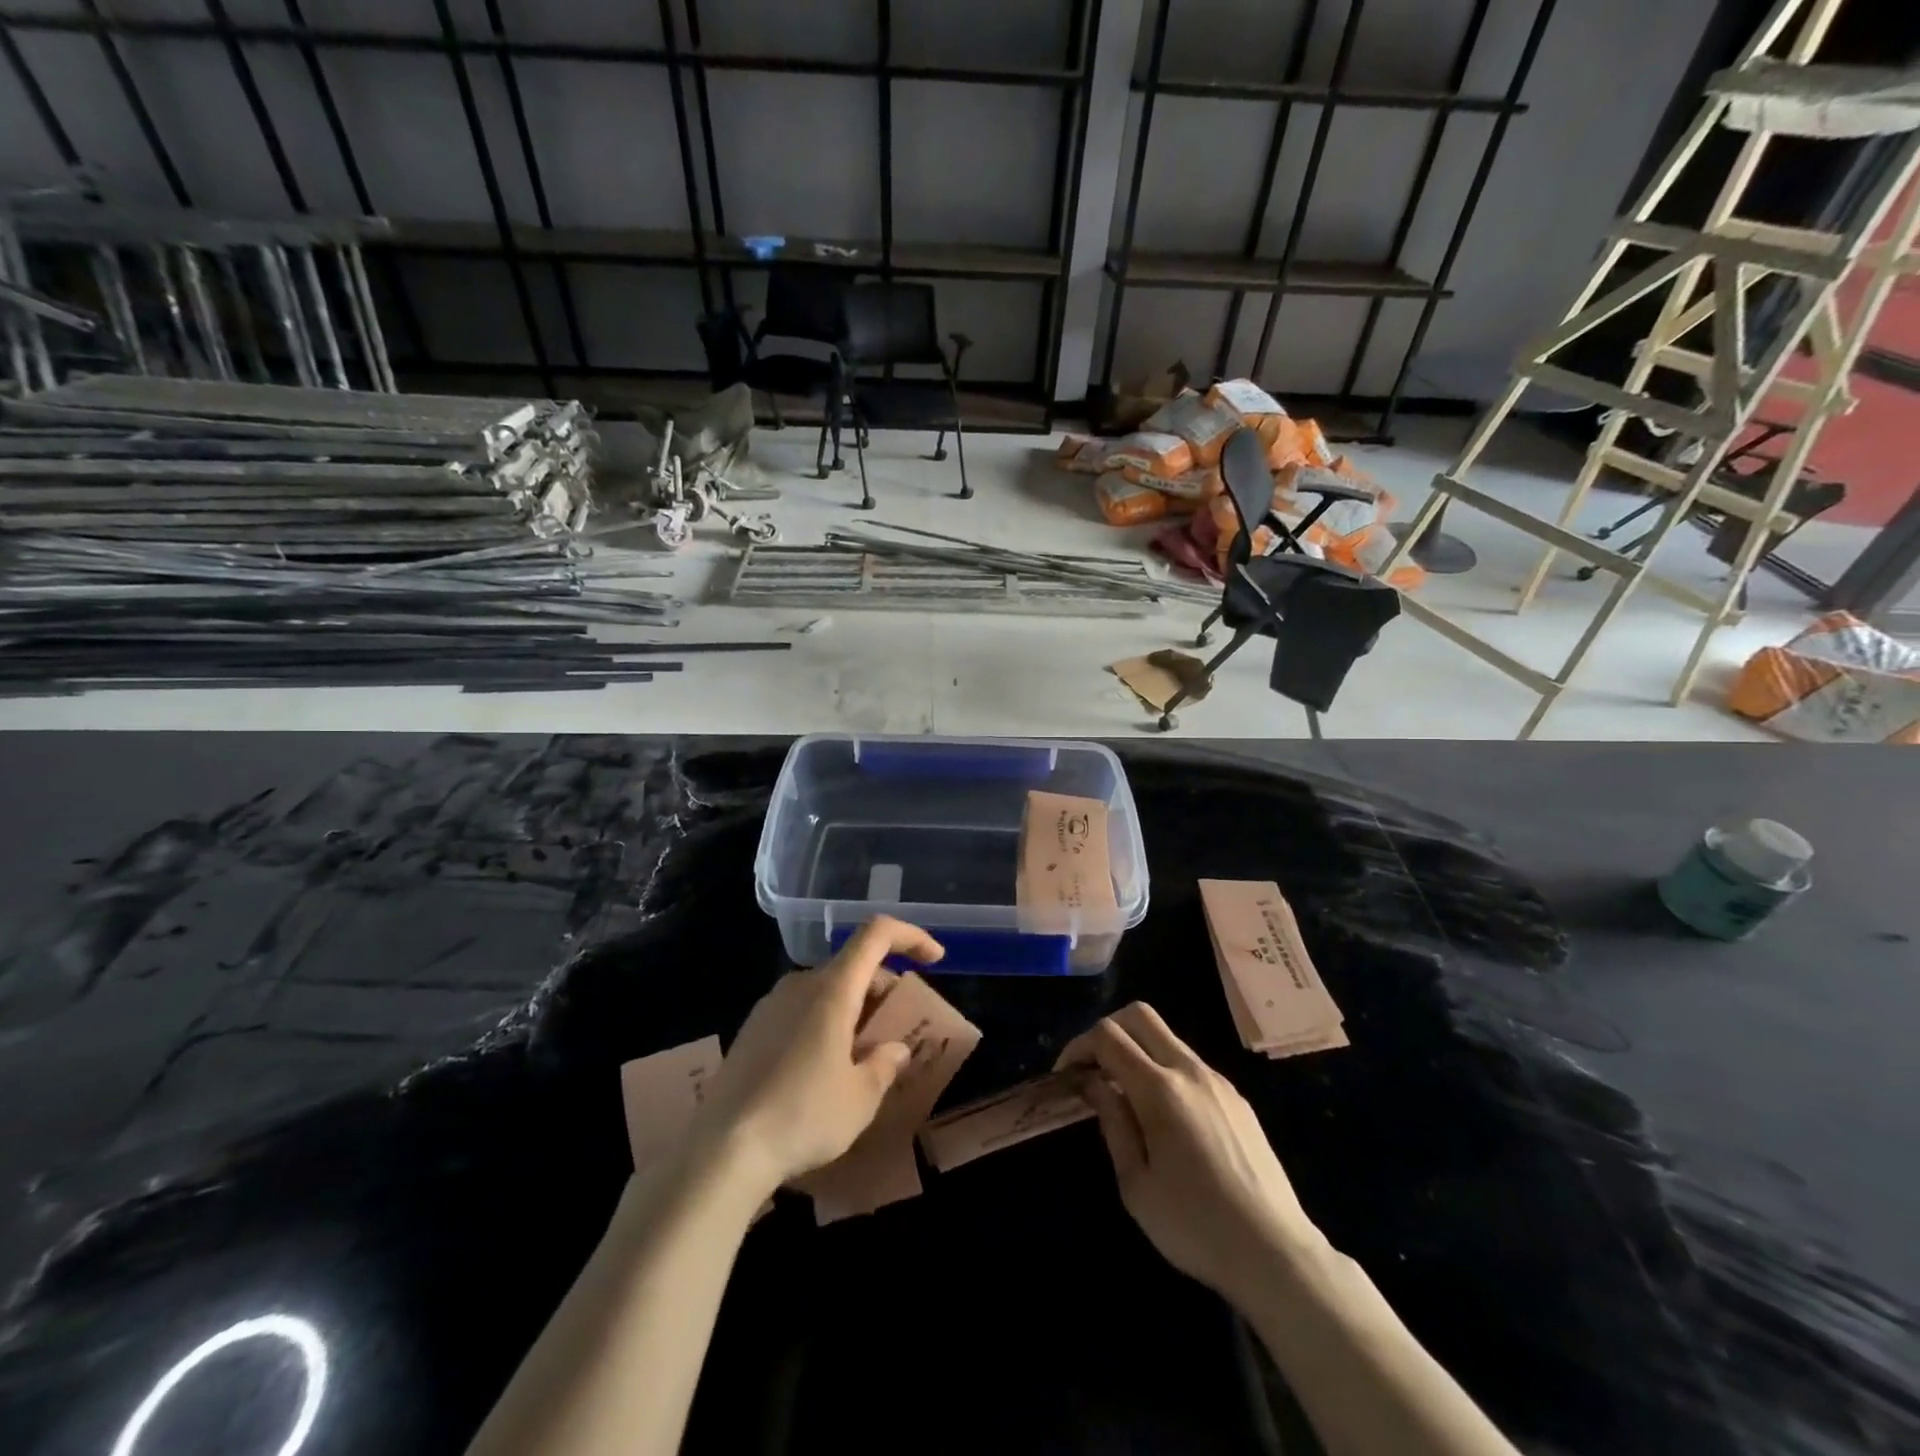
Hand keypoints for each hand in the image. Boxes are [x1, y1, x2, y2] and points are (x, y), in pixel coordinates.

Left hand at [690, 917, 943, 1194]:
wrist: (722, 1150)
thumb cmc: (803, 1115)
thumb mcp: (860, 1098)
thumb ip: (884, 1065)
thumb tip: (894, 1049)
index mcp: (832, 989)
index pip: (876, 934)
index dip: (910, 937)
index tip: (935, 960)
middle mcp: (800, 984)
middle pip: (853, 965)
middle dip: (884, 988)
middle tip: (899, 1030)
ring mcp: (771, 1005)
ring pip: (826, 989)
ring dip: (855, 1008)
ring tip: (865, 1054)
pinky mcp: (751, 1029)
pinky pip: (801, 1009)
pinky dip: (826, 1022)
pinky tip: (826, 1068)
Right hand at [1057, 1003, 1324, 1301]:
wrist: (1277, 1254)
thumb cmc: (1195, 1226)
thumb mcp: (1136, 1184)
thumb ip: (1112, 1122)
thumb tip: (1092, 1083)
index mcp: (1161, 1089)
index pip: (1108, 1036)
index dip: (1078, 1046)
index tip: (1065, 1075)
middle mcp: (1190, 1071)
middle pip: (1139, 1016)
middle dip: (1107, 1030)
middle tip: (1091, 1068)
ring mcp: (1218, 1081)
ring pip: (1167, 1038)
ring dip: (1136, 1050)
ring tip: (1122, 1095)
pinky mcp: (1236, 1098)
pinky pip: (1189, 1065)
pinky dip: (1163, 1070)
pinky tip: (1162, 1116)